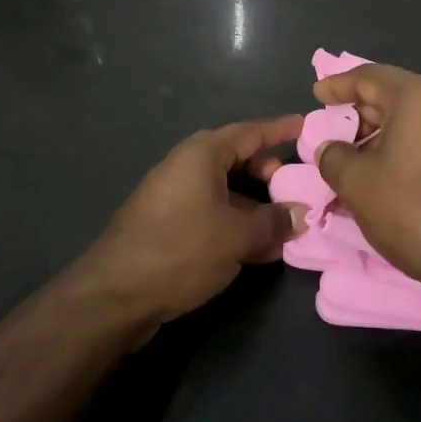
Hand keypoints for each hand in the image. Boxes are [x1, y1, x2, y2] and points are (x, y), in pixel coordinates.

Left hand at [69, 116, 307, 337]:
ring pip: (227, 190)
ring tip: (286, 223)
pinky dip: (237, 222)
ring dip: (256, 205)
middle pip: (238, 159)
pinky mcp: (168, 225)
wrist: (114, 295)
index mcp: (202, 154)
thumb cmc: (181, 250)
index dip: (280, 129)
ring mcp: (175, 196)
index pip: (251, 132)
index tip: (306, 126)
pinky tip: (259, 248)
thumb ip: (274, 222)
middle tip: (298, 186)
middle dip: (270, 172)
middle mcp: (187, 167)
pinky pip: (213, 212)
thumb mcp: (237, 236)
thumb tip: (300, 215)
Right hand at [313, 64, 420, 285]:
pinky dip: (412, 144)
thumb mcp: (358, 184)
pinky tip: (396, 170)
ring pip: (420, 117)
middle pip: (398, 94)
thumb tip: (331, 149)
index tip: (318, 94)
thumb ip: (334, 157)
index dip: (339, 85)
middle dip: (364, 111)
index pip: (370, 76)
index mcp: (420, 96)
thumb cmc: (414, 211)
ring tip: (362, 156)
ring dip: (388, 130)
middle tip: (338, 130)